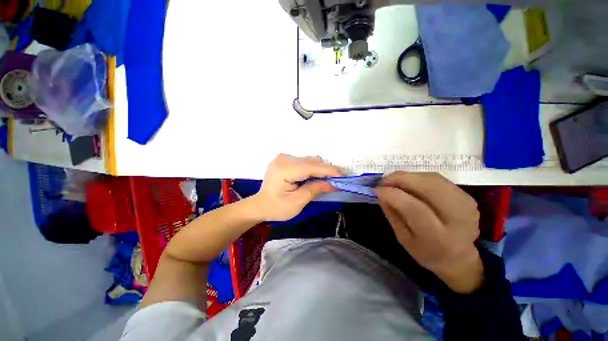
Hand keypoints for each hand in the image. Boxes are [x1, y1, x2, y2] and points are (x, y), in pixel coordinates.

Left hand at [252, 154, 341, 221]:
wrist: (260, 205)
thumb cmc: (276, 208)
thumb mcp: (297, 203)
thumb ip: (314, 190)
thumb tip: (333, 183)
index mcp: (284, 169)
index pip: (311, 166)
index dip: (329, 170)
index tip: (343, 176)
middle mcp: (284, 159)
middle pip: (311, 161)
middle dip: (326, 171)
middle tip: (335, 182)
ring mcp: (284, 157)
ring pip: (309, 160)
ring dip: (319, 170)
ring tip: (323, 182)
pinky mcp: (285, 159)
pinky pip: (304, 161)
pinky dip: (312, 169)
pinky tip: (312, 179)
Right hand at [375, 172, 482, 293]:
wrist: (458, 256)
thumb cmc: (425, 251)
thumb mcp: (403, 238)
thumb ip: (392, 214)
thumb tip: (380, 192)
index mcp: (440, 238)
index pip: (414, 208)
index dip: (392, 194)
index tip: (375, 189)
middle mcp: (458, 219)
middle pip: (427, 187)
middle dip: (400, 179)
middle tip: (382, 180)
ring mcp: (466, 204)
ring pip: (432, 179)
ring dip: (407, 176)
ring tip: (391, 179)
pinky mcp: (467, 196)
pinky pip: (437, 178)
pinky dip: (417, 176)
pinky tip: (406, 181)